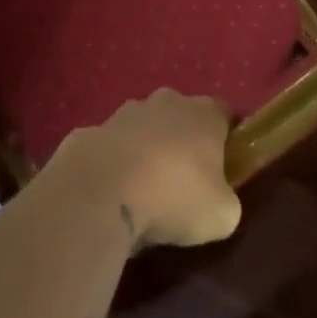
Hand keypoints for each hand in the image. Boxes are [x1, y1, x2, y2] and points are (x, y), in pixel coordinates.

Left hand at [58, 89, 242, 249]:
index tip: (225, 167)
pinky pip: (110, 148)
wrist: (100, 192)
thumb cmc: (173, 197)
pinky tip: (110, 195)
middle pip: (181, 116)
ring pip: (143, 128)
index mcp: (203, 114)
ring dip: (145, 151)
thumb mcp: (221, 215)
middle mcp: (166, 102)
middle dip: (183, 142)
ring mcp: (124, 113)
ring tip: (143, 192)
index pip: (224, 114)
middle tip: (183, 182)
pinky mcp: (90, 131)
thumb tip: (218, 200)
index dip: (226, 139)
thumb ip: (226, 201)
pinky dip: (113, 165)